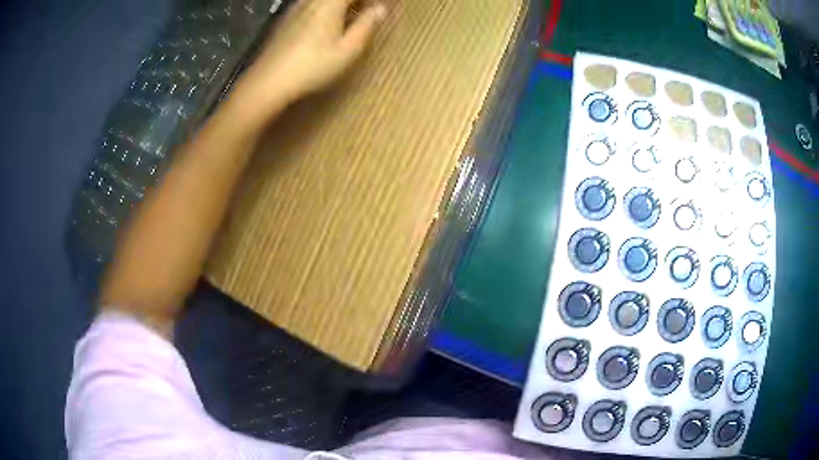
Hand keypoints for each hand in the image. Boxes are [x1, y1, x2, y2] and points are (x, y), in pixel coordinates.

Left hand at [235, 0, 386, 115]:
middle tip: (369, 9)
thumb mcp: (347, 50)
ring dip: (341, 4)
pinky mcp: (287, 19)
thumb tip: (381, 9)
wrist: (268, 81)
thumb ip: (366, 25)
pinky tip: (328, 21)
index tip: (381, 6)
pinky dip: (326, 7)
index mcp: (330, 3)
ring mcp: (297, 8)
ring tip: (352, 14)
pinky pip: (312, 3)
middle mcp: (312, 0)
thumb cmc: (312, 66)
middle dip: (355, 0)